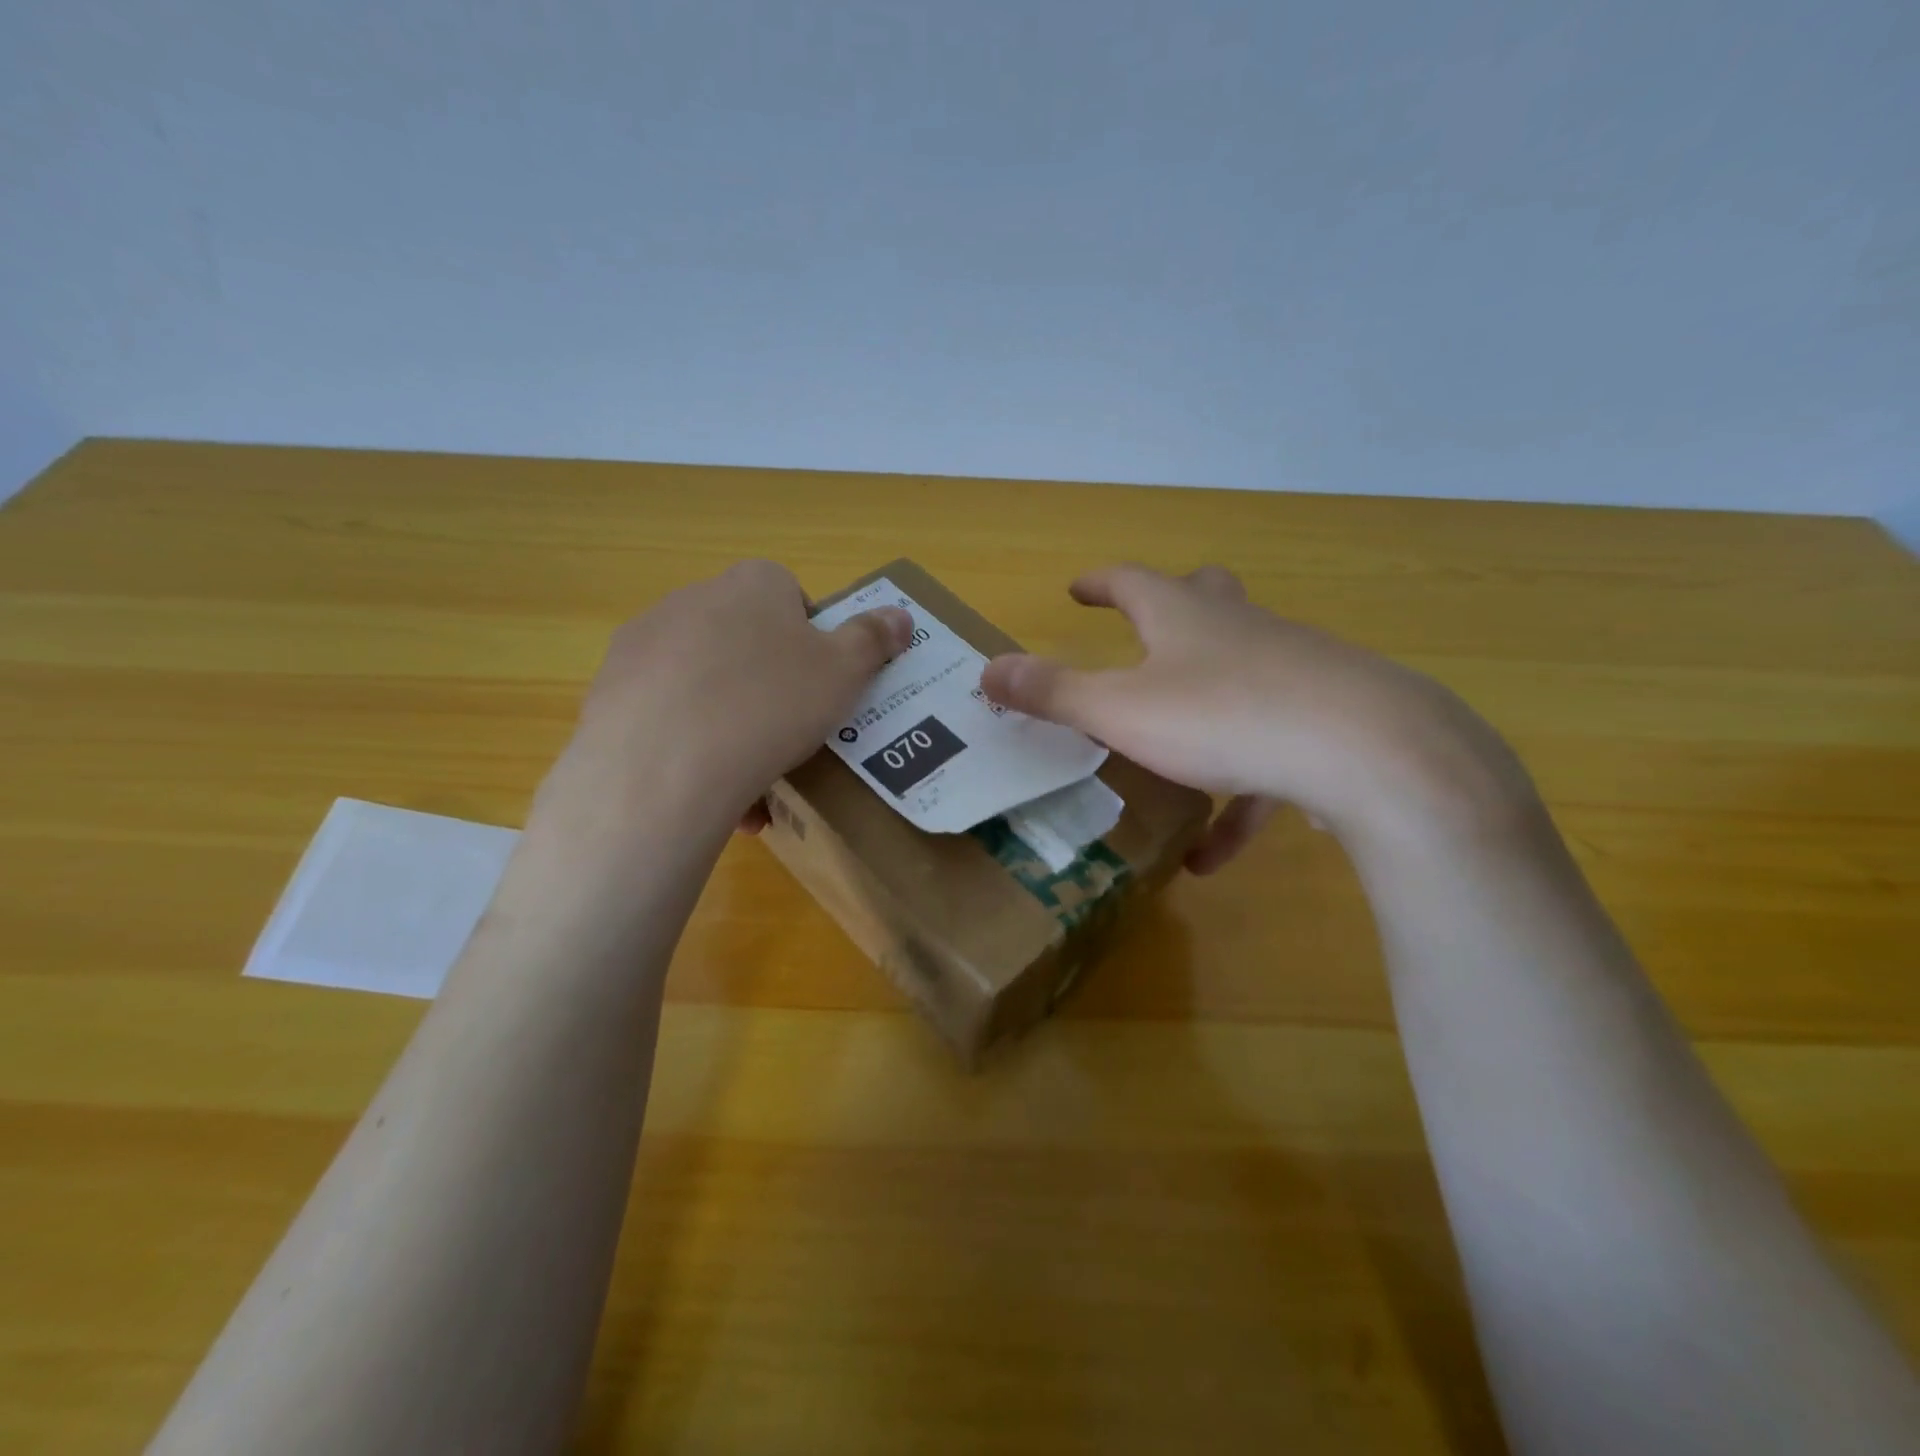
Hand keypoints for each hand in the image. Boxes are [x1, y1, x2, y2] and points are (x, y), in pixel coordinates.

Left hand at [548, 560, 910, 833]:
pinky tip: (710, 790)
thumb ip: (874, 639)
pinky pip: (666, 713)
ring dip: (730, 721)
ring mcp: (645, 642)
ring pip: (704, 682)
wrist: (665, 765)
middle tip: (789, 732)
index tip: (817, 686)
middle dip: (768, 683)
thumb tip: (901, 616)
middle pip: (745, 639)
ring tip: (752, 780)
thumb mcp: (845, 673)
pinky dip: (691, 745)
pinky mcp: (610, 689)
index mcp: (753, 584)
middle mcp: (694, 598)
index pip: (791, 596)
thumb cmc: (772, 704)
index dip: (810, 641)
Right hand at [979, 564, 1531, 871]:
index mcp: (1185, 617)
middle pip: (1205, 600)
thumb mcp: (1122, 709)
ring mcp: (1292, 670)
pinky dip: (1239, 797)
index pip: (1132, 583)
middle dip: (1172, 608)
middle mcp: (1239, 631)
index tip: (1076, 588)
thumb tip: (988, 670)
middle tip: (1145, 627)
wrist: (1368, 751)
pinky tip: (1213, 856)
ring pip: (1241, 676)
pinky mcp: (1327, 722)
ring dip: (1202, 712)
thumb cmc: (1225, 716)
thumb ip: (1054, 693)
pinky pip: (1271, 756)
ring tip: (1169, 765)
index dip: (1099, 584)